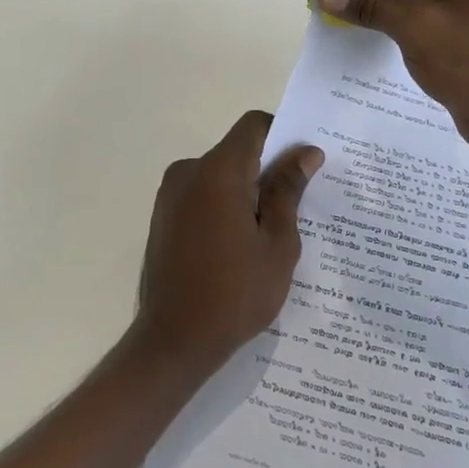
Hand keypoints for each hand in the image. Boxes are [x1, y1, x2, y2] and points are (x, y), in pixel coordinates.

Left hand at [134, 111, 322, 374]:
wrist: (174, 341)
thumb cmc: (235, 293)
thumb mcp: (277, 243)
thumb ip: (288, 190)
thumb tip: (305, 152)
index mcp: (218, 172)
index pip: (253, 126)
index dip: (282, 134)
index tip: (304, 163)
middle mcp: (188, 172)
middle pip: (236, 151)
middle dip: (266, 170)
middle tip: (298, 205)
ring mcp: (170, 195)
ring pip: (219, 175)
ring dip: (245, 191)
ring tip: (270, 233)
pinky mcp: (163, 217)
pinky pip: (202, 195)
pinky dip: (224, 207)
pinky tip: (240, 245)